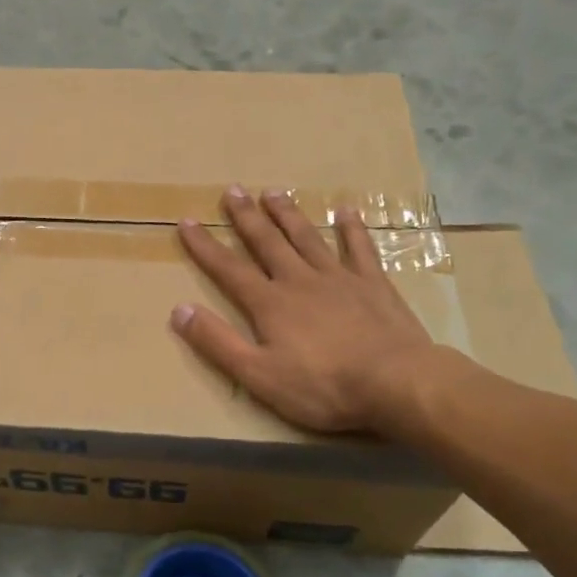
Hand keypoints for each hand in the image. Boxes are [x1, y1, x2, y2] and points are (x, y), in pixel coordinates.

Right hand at [171, 187, 441, 434]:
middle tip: (232, 190)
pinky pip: (360, 249)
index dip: (205, 246)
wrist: (397, 383)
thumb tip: (179, 310)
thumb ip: (218, 342)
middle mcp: (299, 280)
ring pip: (307, 238)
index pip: (228, 269)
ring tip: (273, 192)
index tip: (186, 221)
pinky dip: (352, 229)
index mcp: (270, 303)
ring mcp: (339, 279)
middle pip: (267, 242)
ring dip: (288, 214)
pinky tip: (346, 211)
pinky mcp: (374, 285)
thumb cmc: (323, 386)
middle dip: (246, 217)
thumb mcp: (258, 374)